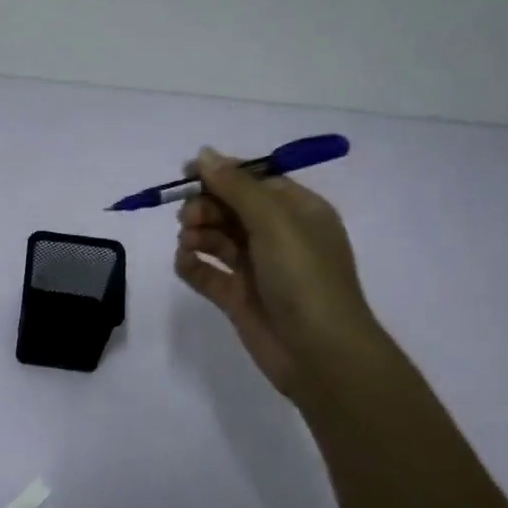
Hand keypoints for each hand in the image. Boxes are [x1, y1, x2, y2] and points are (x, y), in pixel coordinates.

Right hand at [174, 146, 379, 399]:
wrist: (321, 354)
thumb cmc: (305, 278)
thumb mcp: (275, 222)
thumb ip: (236, 187)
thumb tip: (205, 153)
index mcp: (298, 212)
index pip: (254, 181)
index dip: (221, 175)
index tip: (187, 173)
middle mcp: (278, 236)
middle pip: (230, 208)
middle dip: (205, 206)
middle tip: (188, 217)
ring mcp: (257, 268)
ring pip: (216, 238)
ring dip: (197, 233)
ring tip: (189, 242)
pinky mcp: (238, 298)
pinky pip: (206, 272)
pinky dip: (192, 264)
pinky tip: (186, 262)